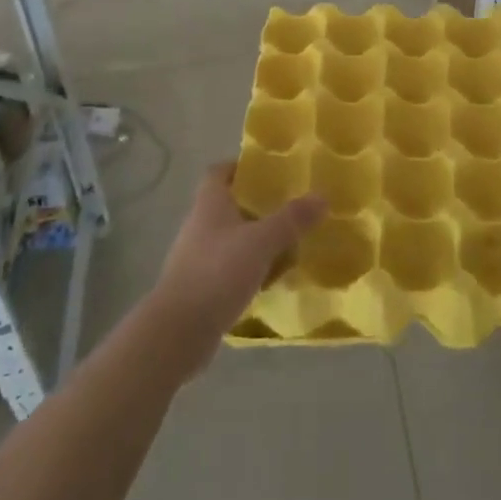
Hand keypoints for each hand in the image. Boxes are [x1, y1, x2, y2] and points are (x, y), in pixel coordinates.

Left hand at [147, 164, 323, 371]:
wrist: (178, 333)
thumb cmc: (217, 273)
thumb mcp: (261, 242)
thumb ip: (292, 219)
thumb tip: (322, 196)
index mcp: (209, 204)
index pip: (219, 171)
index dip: (241, 167)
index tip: (269, 172)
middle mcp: (200, 225)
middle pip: (229, 205)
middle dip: (258, 206)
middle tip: (289, 208)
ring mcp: (197, 258)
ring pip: (232, 238)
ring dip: (256, 241)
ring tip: (287, 244)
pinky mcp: (200, 287)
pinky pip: (229, 269)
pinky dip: (249, 270)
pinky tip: (271, 280)